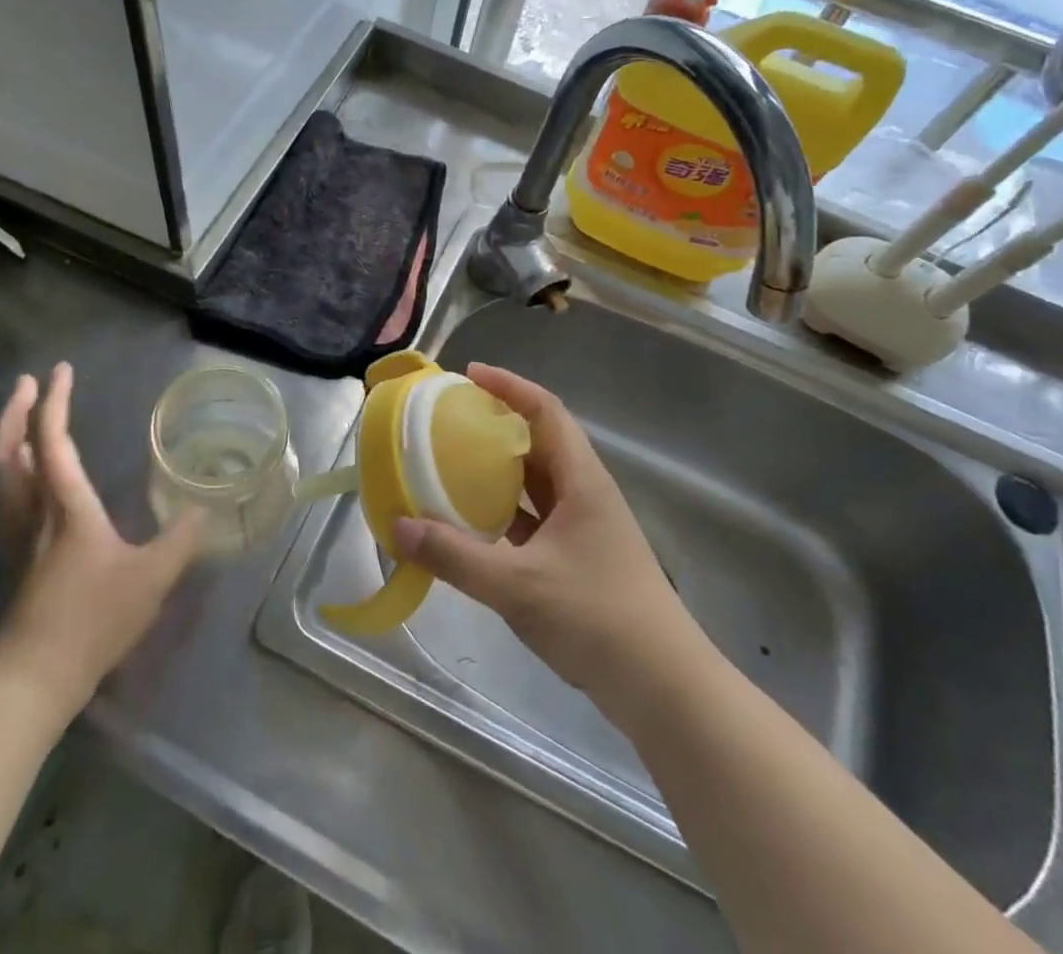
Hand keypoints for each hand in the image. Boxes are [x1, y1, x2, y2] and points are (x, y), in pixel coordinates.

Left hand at [0, 363, 203, 697]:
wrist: (33, 679)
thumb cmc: (93, 620)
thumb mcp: (152, 578)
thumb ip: (181, 539)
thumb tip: (204, 507)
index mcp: (66, 507)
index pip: (54, 441)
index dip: (56, 402)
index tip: (61, 370)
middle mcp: (34, 512)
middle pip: (13, 451)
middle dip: (18, 412)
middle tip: (27, 382)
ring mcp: (17, 537)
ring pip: (3, 475)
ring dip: (8, 438)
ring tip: (21, 418)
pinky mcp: (14, 560)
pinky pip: (6, 498)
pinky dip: (10, 471)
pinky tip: (22, 480)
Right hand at [391, 364, 697, 708]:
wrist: (663, 688)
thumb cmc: (597, 618)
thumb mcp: (518, 585)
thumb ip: (455, 556)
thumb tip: (399, 527)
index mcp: (582, 480)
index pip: (545, 411)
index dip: (509, 386)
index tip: (469, 375)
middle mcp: (586, 493)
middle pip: (540, 441)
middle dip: (497, 424)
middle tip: (450, 420)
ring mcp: (585, 527)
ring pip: (537, 481)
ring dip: (500, 469)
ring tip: (452, 464)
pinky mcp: (579, 558)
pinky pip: (535, 517)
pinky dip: (505, 511)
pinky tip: (474, 523)